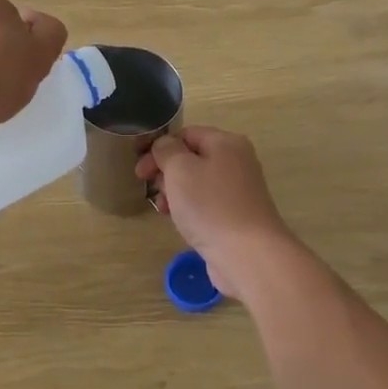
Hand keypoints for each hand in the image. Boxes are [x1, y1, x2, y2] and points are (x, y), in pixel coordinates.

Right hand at [137, 127, 294, 293]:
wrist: (247, 254)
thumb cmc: (210, 205)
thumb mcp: (180, 169)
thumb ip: (167, 150)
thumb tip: (165, 146)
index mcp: (226, 143)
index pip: (186, 134)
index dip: (160, 148)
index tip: (140, 170)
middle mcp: (236, 162)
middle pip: (192, 158)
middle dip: (166, 172)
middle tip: (150, 189)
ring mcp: (238, 191)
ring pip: (197, 184)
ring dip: (174, 193)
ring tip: (162, 209)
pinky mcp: (236, 216)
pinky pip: (206, 205)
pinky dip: (189, 209)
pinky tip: (179, 222)